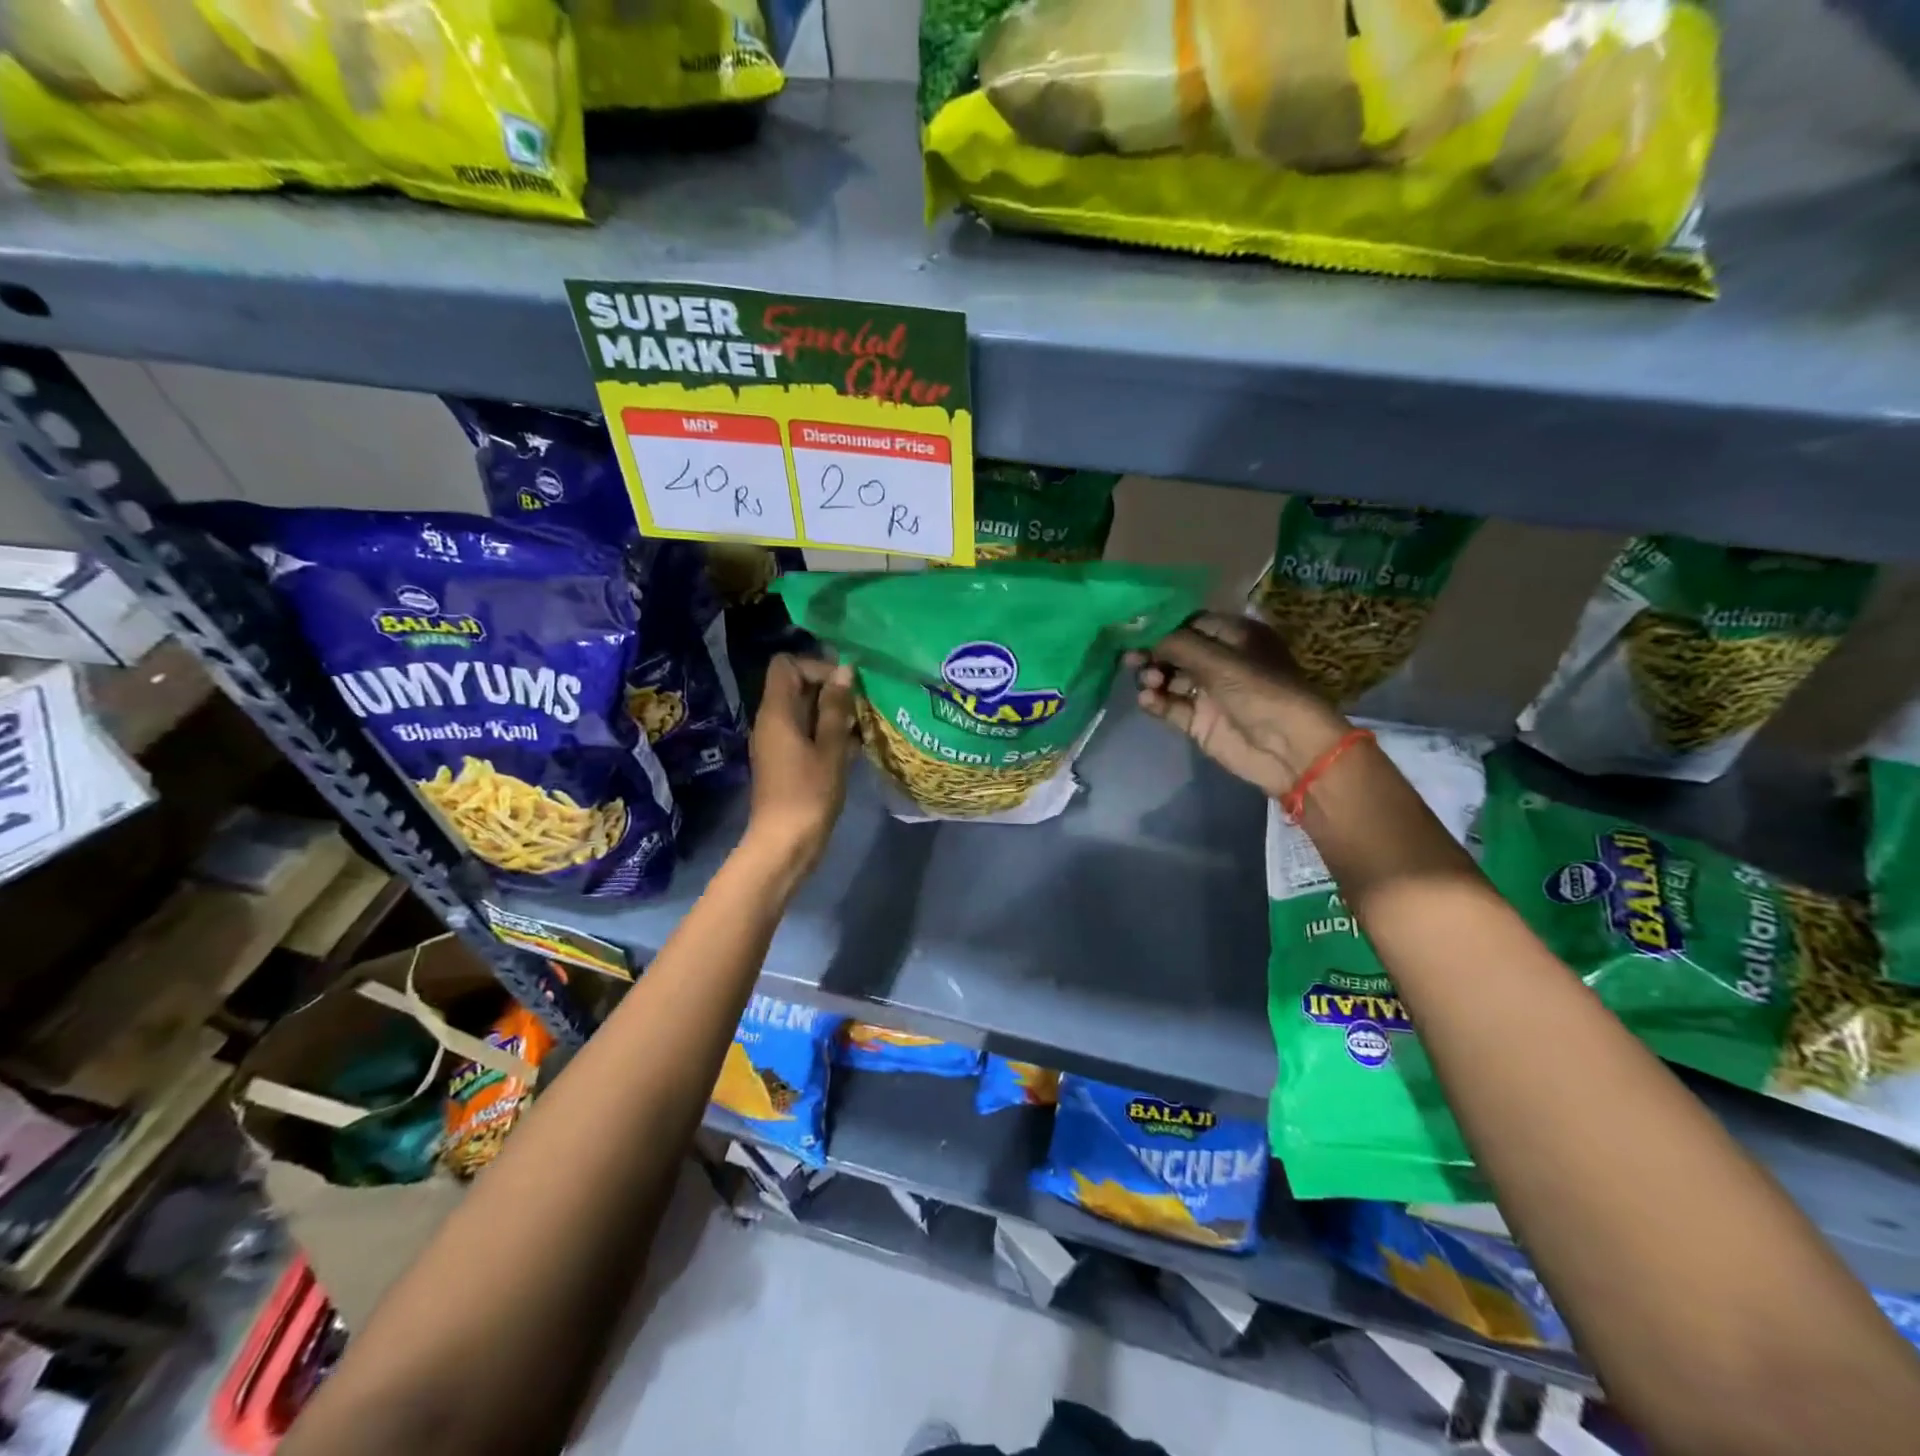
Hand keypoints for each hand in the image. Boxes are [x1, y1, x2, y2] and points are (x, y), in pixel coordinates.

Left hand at [744, 654, 857, 871]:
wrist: (785, 844)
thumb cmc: (809, 794)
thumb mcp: (831, 748)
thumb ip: (836, 708)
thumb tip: (844, 670)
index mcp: (777, 712)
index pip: (786, 664)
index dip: (816, 666)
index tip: (845, 686)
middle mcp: (771, 720)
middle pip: (796, 685)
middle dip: (830, 689)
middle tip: (861, 706)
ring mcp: (777, 741)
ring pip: (805, 710)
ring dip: (833, 713)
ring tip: (862, 726)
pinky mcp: (786, 760)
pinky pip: (806, 732)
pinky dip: (828, 733)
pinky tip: (855, 747)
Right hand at [1128, 613, 1350, 799]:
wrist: (1289, 748)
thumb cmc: (1262, 691)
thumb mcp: (1221, 661)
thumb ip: (1180, 645)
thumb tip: (1148, 640)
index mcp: (1236, 637)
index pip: (1192, 623)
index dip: (1164, 626)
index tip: (1136, 629)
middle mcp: (1221, 661)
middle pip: (1176, 651)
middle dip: (1153, 653)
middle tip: (1131, 659)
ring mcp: (1209, 693)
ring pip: (1170, 679)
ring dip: (1153, 678)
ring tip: (1148, 683)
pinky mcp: (1199, 721)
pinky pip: (1170, 706)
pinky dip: (1156, 702)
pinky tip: (1148, 700)